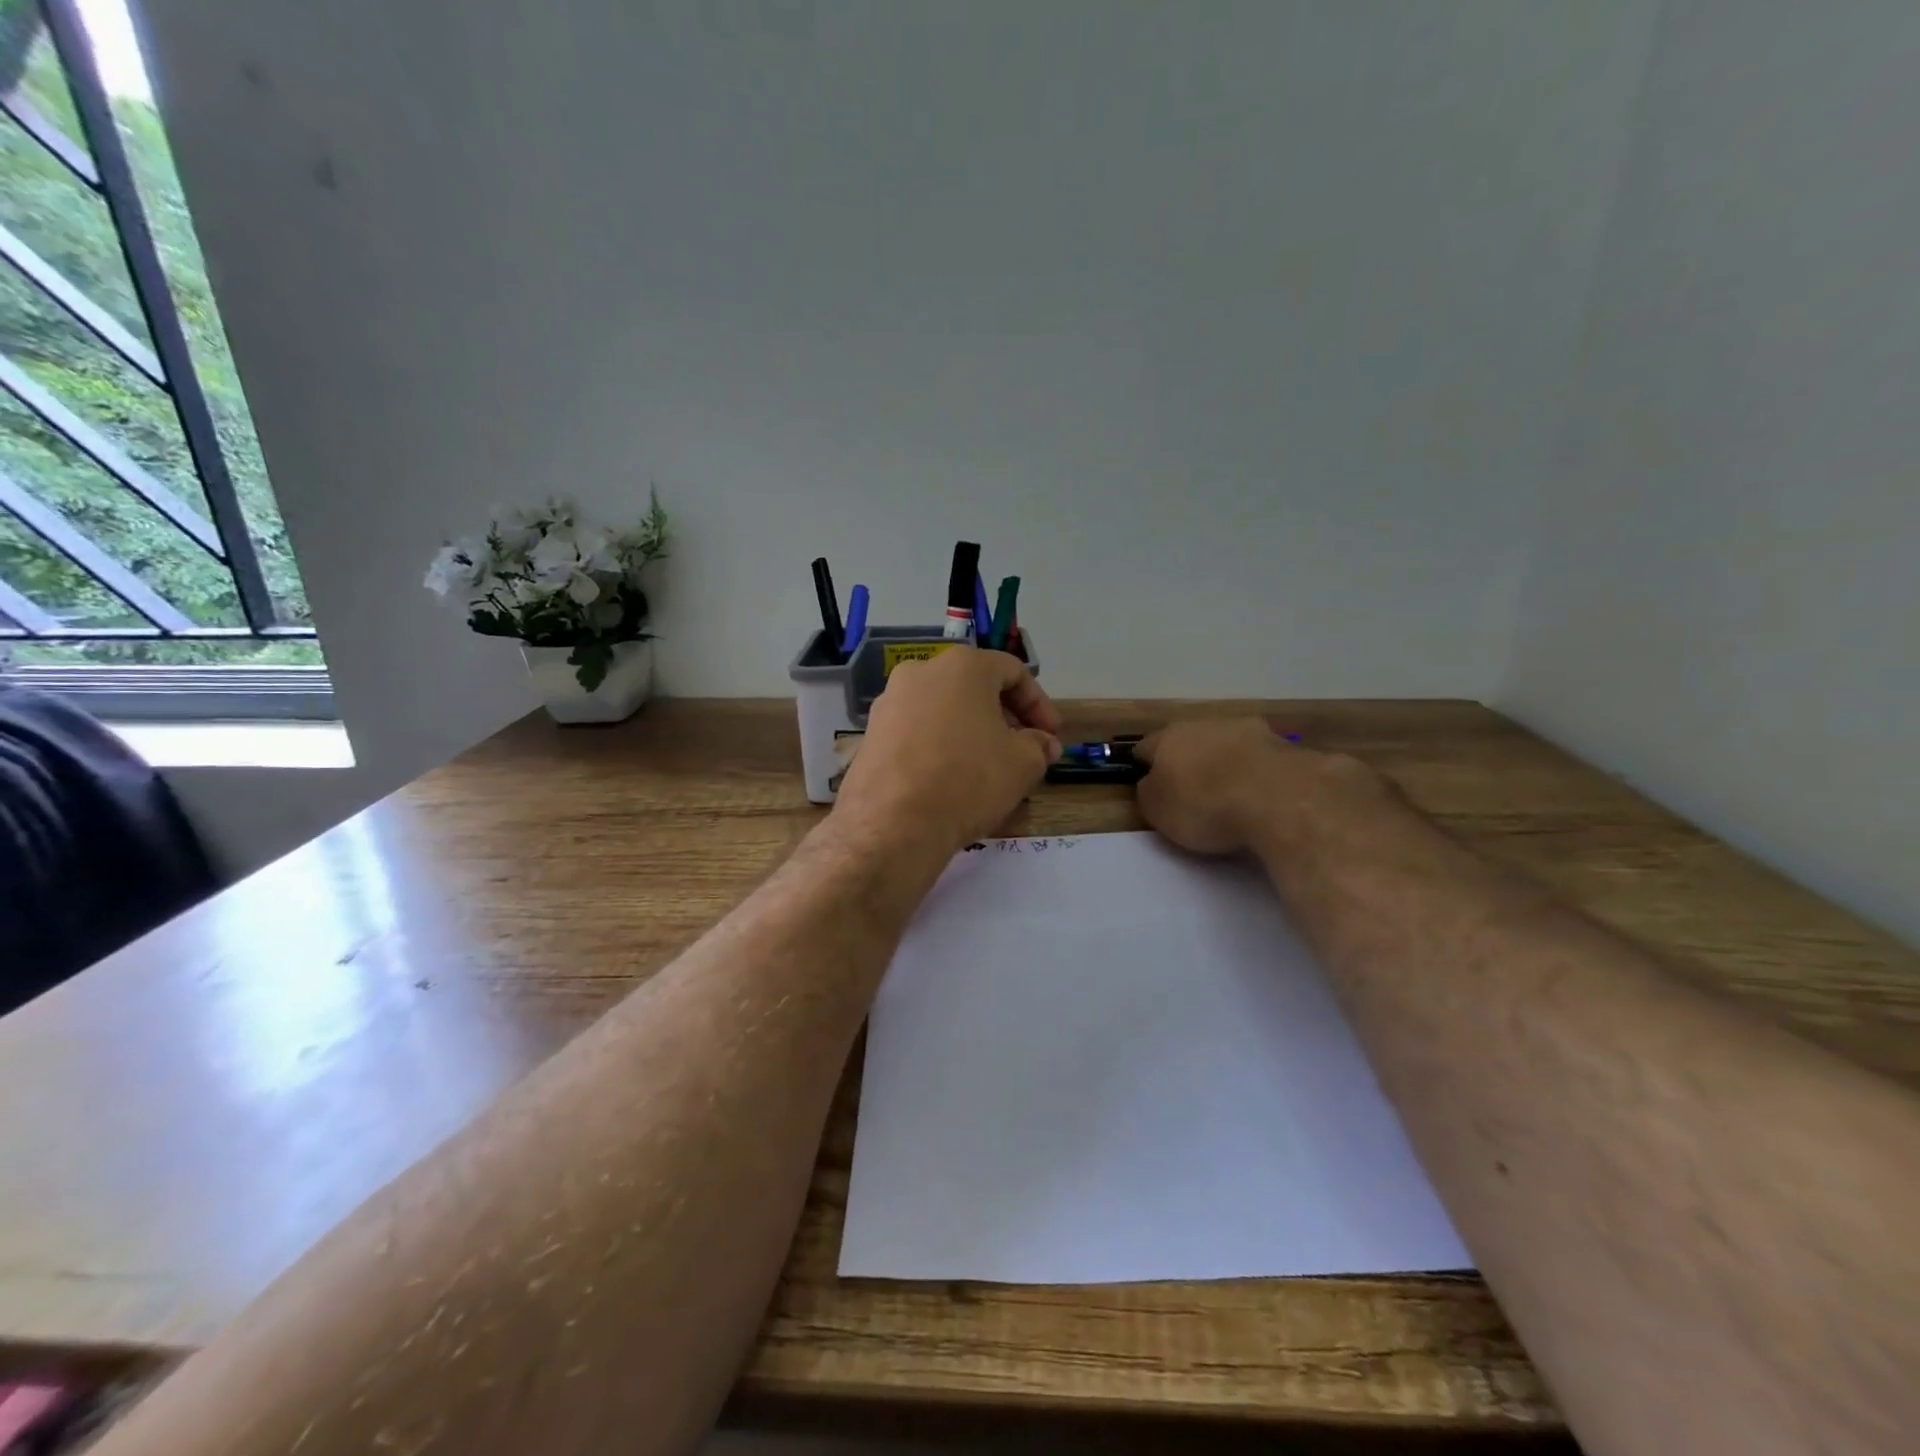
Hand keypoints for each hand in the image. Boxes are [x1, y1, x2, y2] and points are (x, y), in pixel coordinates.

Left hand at [833, 647, 1062, 855]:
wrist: (893, 823)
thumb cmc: (968, 780)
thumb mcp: (1022, 764)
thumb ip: (1039, 746)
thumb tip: (1043, 743)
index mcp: (962, 666)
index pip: (1013, 672)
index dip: (1039, 704)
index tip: (1051, 736)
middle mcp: (921, 672)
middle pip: (974, 688)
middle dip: (1004, 717)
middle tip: (1023, 750)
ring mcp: (890, 701)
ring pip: (944, 709)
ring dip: (971, 731)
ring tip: (987, 767)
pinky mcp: (871, 733)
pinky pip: (917, 731)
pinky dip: (939, 745)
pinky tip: (950, 777)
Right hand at [1134, 717, 1386, 856]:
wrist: (1280, 799)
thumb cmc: (1206, 805)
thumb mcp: (1158, 811)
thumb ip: (1149, 793)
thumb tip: (1152, 783)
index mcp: (1169, 737)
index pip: (1146, 748)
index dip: (1144, 768)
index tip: (1151, 789)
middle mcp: (1207, 724)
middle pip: (1190, 741)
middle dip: (1190, 762)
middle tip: (1194, 793)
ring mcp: (1251, 730)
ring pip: (1230, 745)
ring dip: (1228, 763)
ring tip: (1234, 796)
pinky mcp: (1287, 745)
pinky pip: (1263, 760)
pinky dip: (1260, 774)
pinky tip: (1265, 798)